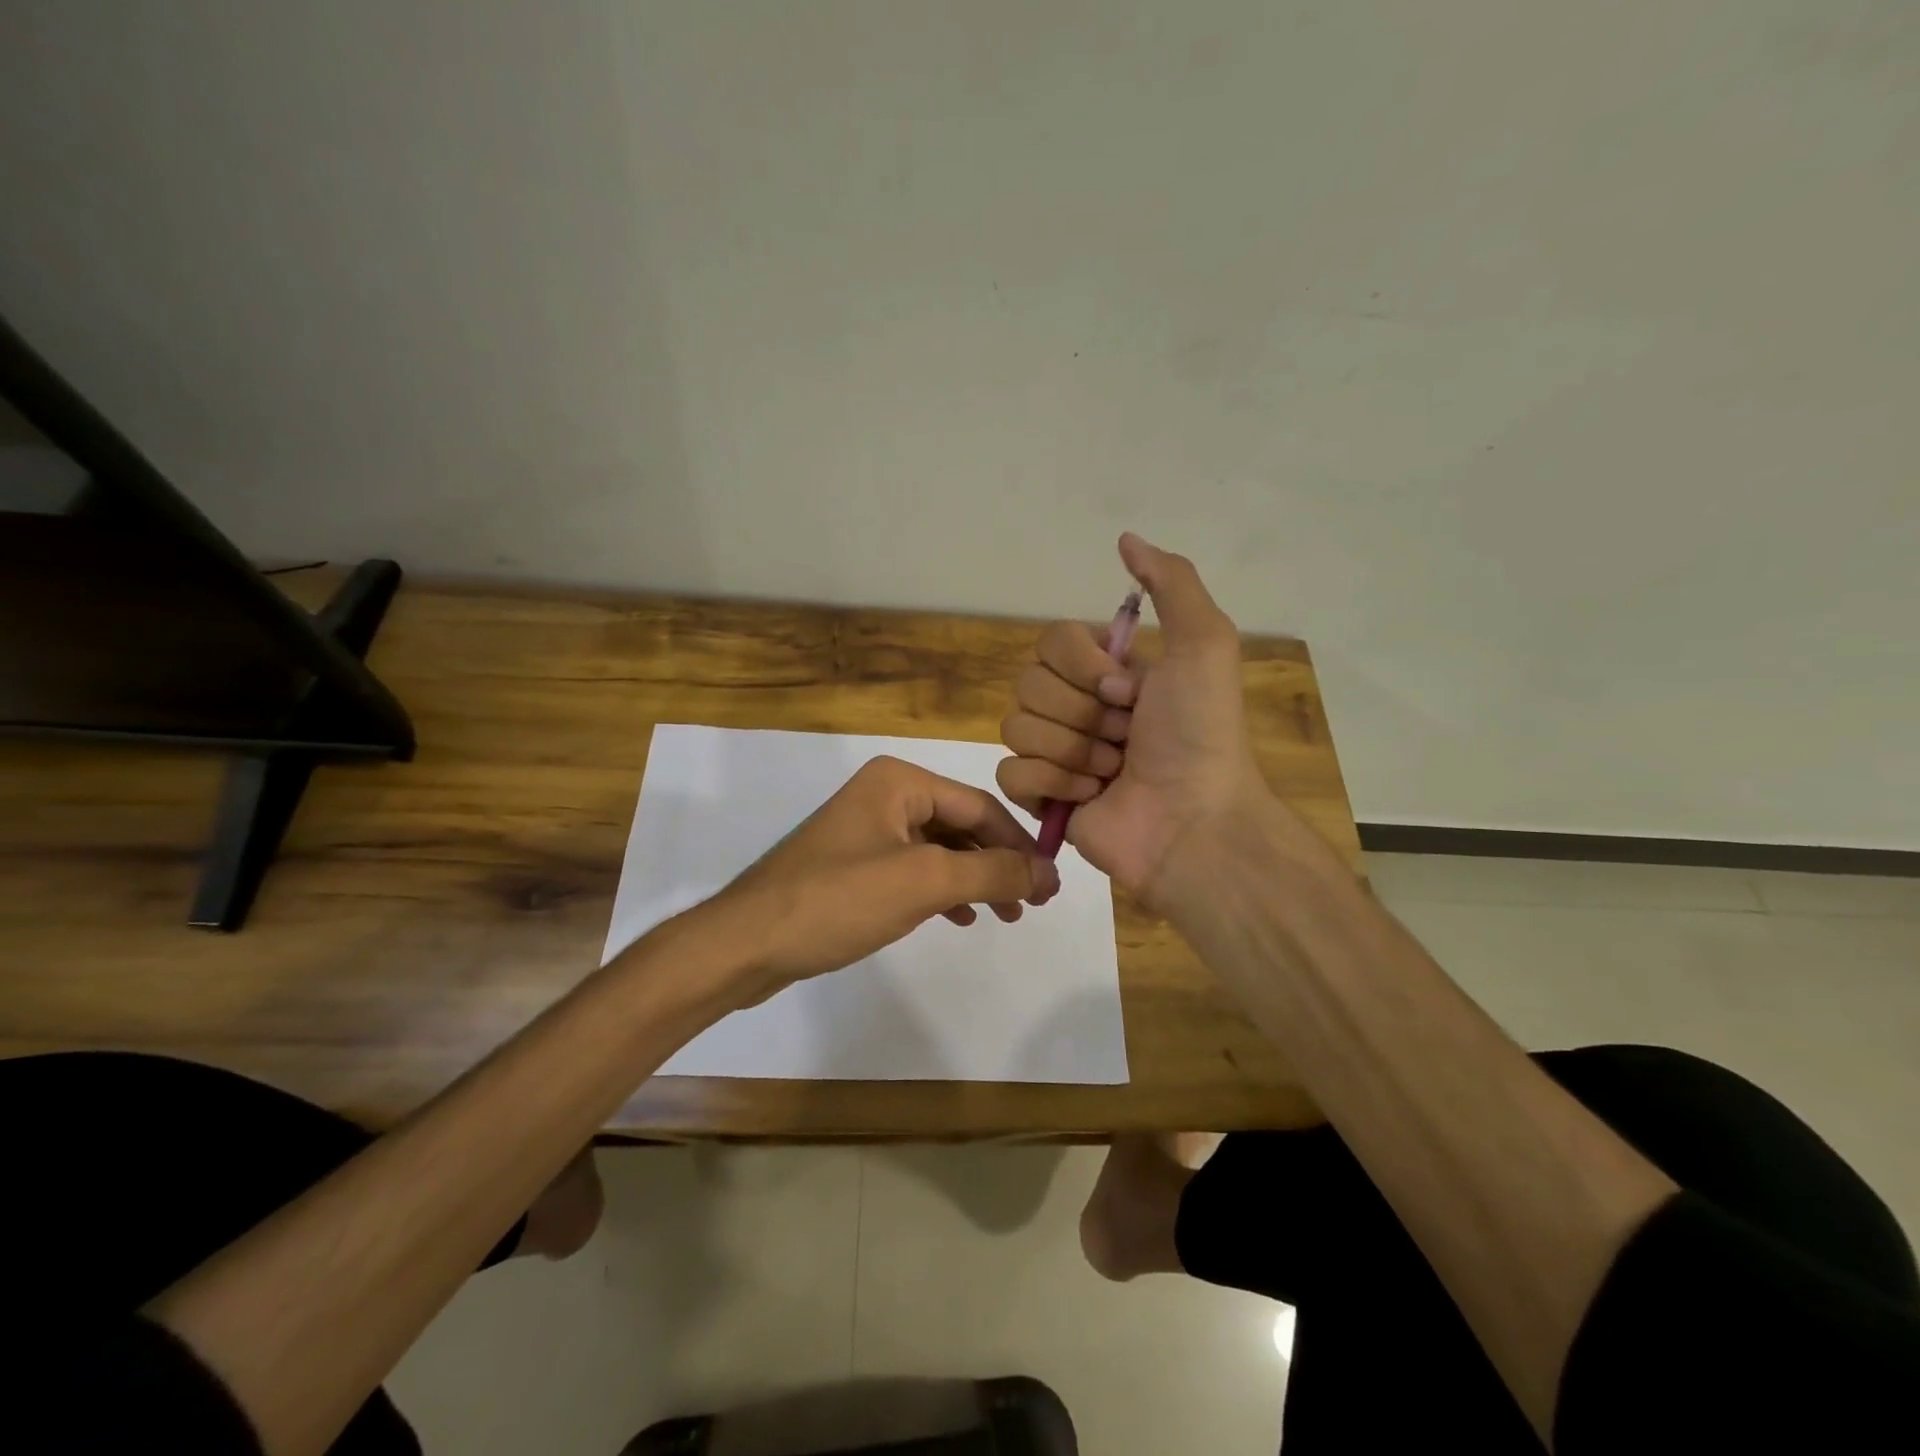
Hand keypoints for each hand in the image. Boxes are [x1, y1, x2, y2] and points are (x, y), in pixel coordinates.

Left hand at [693, 755, 1061, 1003]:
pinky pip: (913, 869)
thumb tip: (1050, 872)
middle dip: (997, 864)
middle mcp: (884, 795)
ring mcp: (866, 831)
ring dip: (974, 879)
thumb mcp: (925, 882)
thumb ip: (993, 872)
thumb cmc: (838, 900)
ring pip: (939, 850)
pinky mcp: (853, 865)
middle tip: (1031, 905)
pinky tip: (960, 916)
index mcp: (899, 781)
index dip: (1020, 844)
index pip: (979, 806)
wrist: (746, 944)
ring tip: (1004, 915)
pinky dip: (942, 890)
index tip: (1051, 884)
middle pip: (961, 825)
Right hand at [997, 533, 1270, 911]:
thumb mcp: (1204, 644)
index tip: (1127, 691)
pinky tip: (1089, 797)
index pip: (1049, 642)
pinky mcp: (1040, 798)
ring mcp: (1055, 753)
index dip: (1083, 667)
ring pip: (1015, 726)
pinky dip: (1051, 784)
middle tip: (1125, 736)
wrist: (1194, 821)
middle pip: (1027, 684)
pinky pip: (1009, 773)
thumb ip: (1170, 583)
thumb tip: (1124, 538)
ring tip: (1112, 770)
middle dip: (1082, 713)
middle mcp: (1076, 706)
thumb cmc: (1200, 733)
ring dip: (1072, 750)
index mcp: (1106, 672)